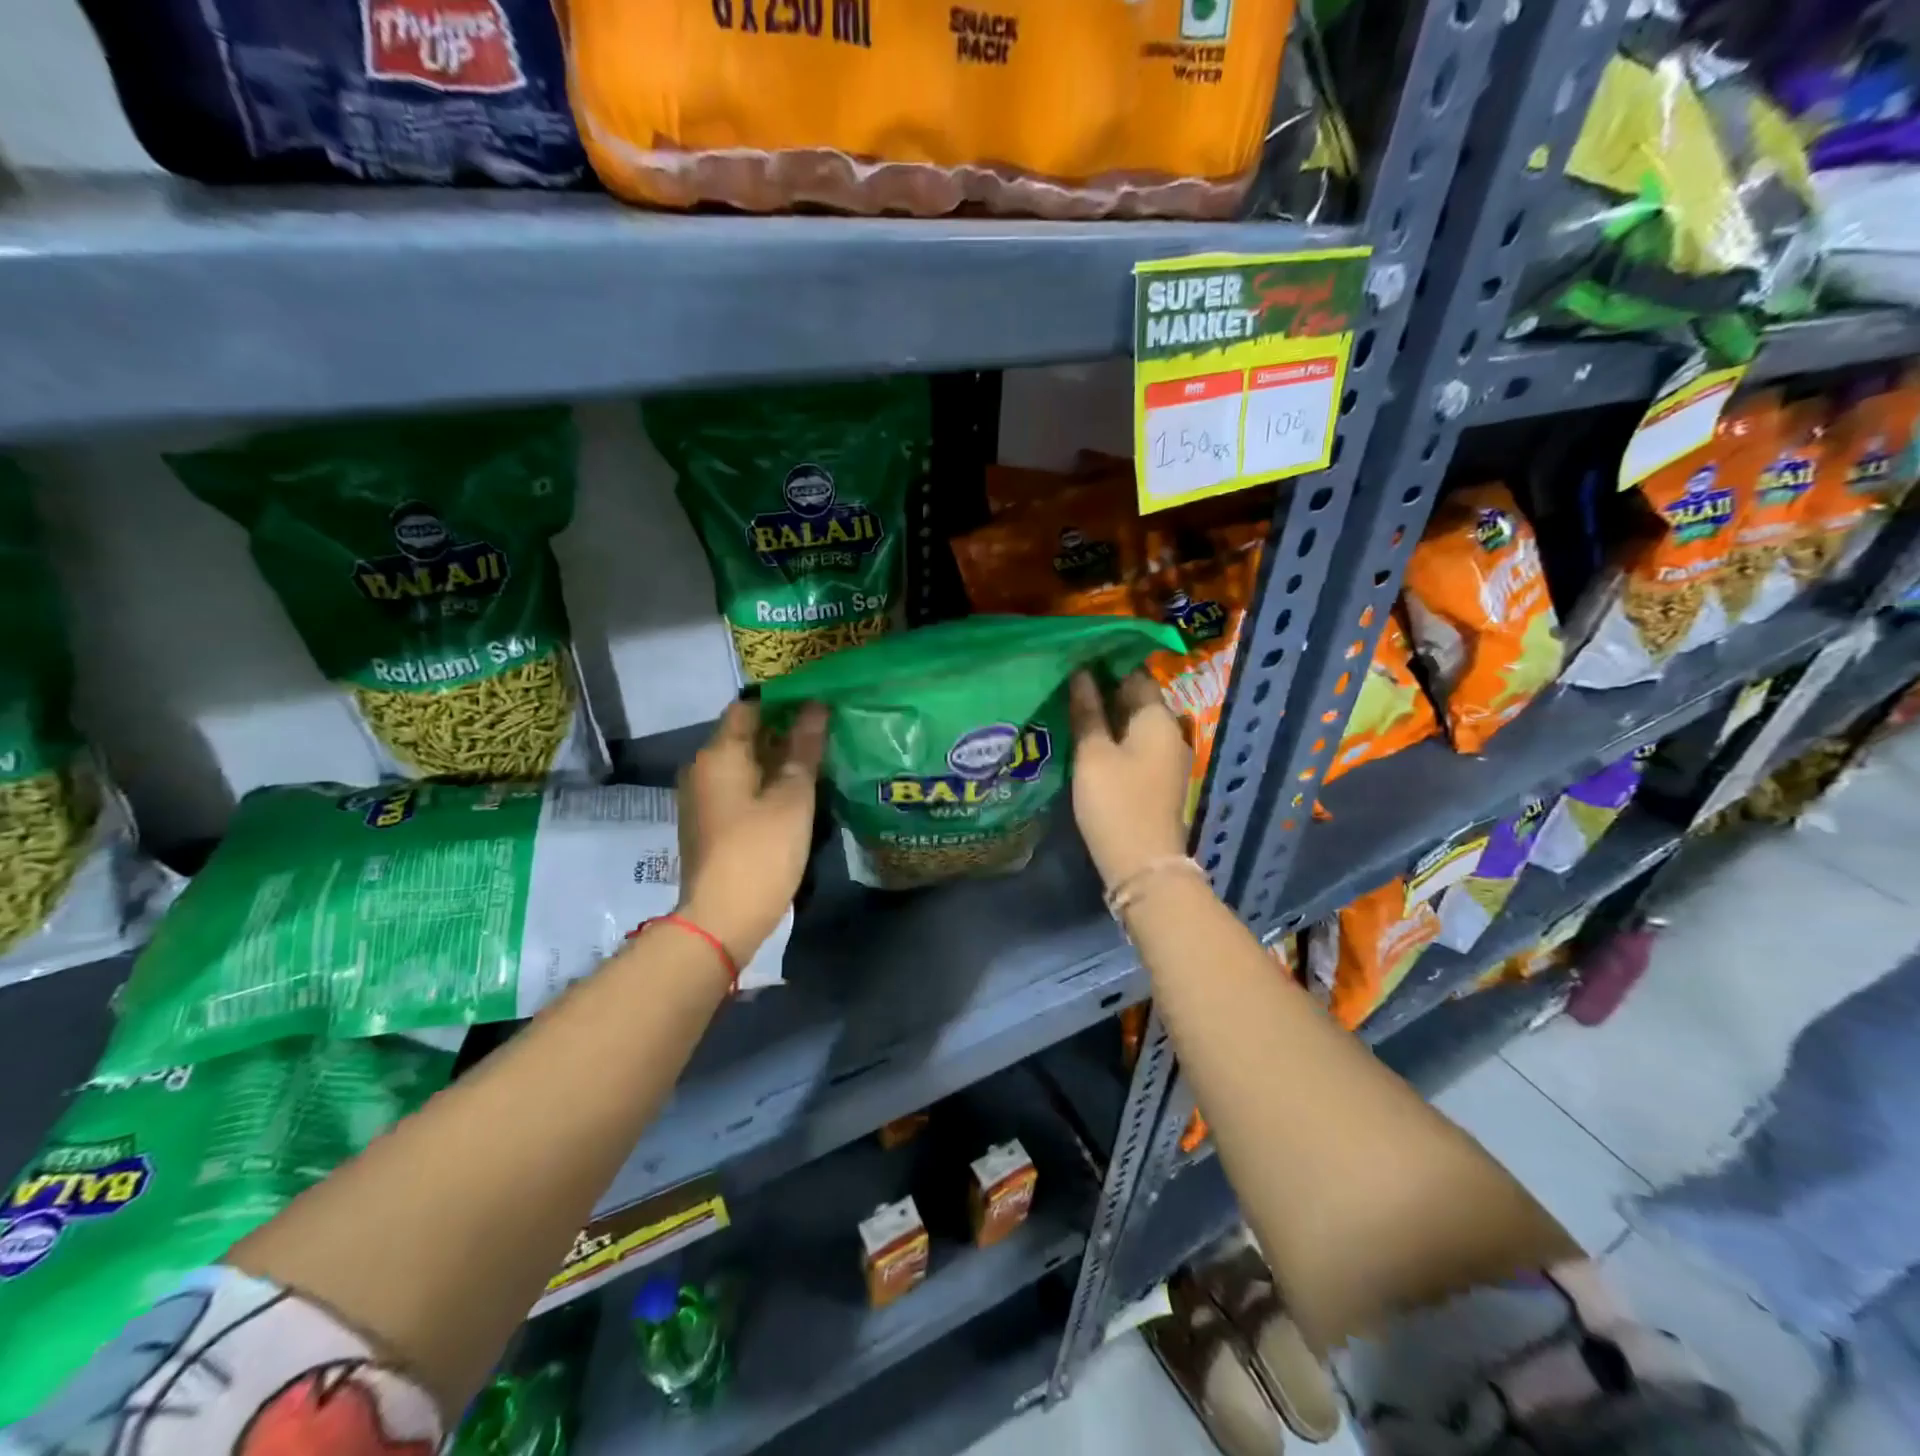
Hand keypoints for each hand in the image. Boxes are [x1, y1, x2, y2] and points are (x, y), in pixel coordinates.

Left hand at [676, 700, 826, 964]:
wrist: (722, 919)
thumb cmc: (761, 851)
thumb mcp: (793, 797)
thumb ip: (805, 749)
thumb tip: (817, 706)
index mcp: (719, 754)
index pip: (748, 707)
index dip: (783, 702)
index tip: (818, 704)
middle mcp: (702, 769)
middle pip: (744, 736)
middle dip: (783, 732)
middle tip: (826, 733)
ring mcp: (701, 799)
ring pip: (742, 765)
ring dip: (775, 760)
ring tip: (817, 762)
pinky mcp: (708, 825)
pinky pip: (737, 789)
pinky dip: (763, 785)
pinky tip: (794, 795)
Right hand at [1067, 671, 1190, 889]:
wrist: (1143, 864)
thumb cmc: (1115, 803)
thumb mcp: (1093, 754)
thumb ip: (1087, 711)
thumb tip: (1081, 673)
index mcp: (1158, 719)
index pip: (1135, 674)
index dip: (1106, 664)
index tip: (1076, 658)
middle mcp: (1171, 732)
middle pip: (1138, 698)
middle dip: (1106, 688)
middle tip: (1067, 681)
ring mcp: (1168, 758)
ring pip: (1136, 723)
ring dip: (1109, 714)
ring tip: (1073, 707)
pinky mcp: (1160, 779)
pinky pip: (1138, 744)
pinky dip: (1117, 737)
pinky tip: (1091, 740)